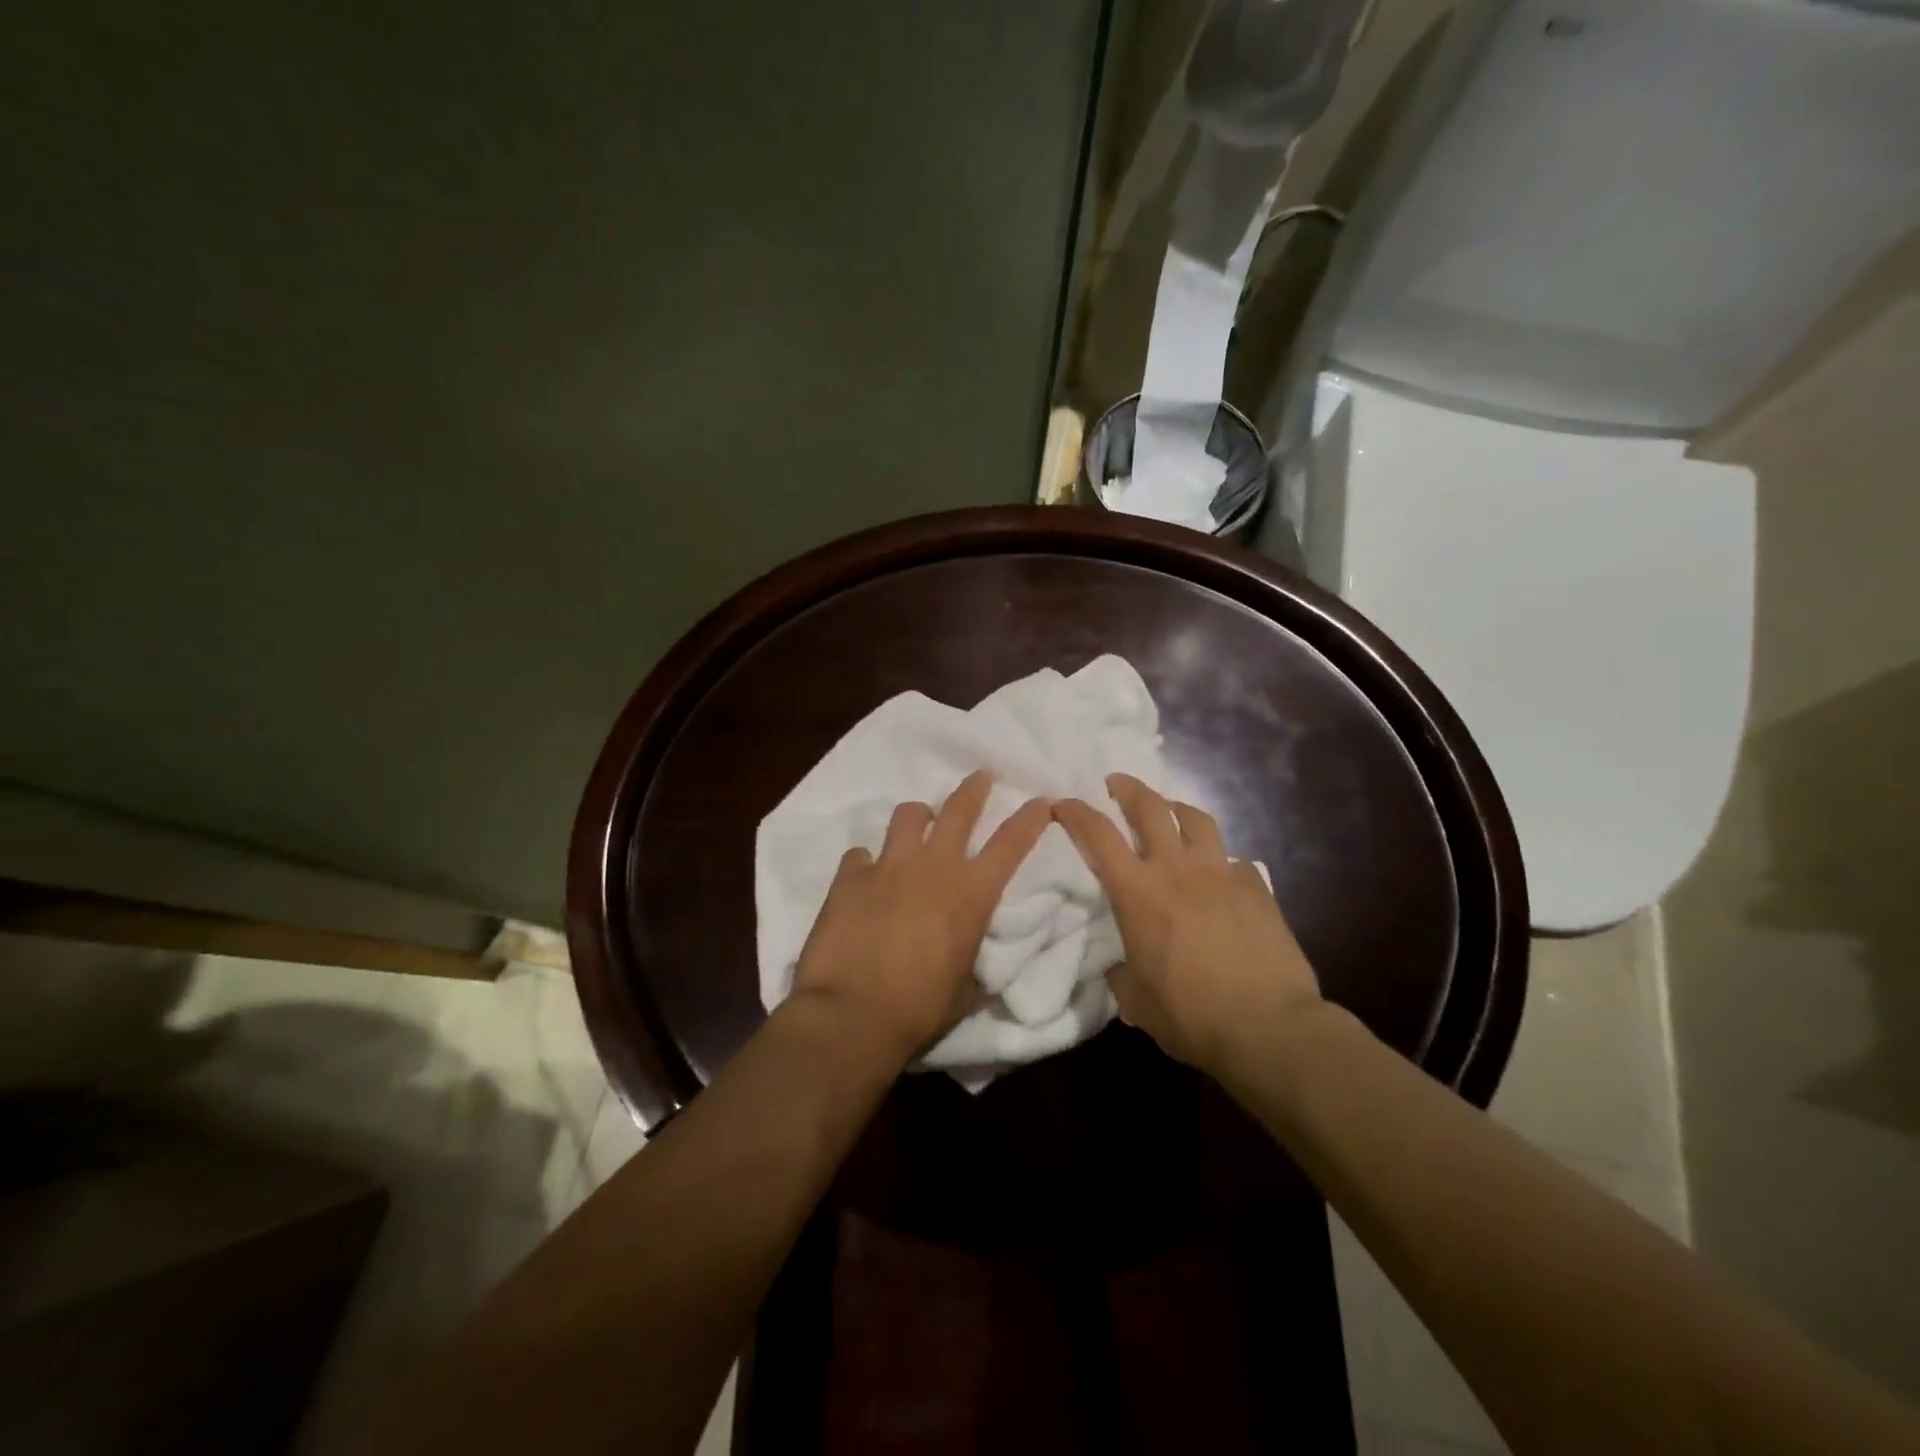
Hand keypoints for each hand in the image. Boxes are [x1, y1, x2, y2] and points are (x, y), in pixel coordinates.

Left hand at [789, 770, 1050, 1066]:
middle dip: (974, 789)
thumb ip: (973, 955)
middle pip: (959, 809)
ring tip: (917, 826)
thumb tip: (972, 947)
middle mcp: (933, 867)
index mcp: (971, 894)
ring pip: (908, 816)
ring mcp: (888, 867)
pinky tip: (864, 878)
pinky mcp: (849, 877)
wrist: (852, 1015)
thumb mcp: (967, 988)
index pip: (1011, 844)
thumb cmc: (920, 1009)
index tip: (1042, 800)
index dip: (1030, 818)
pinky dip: (866, 863)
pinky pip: (860, 855)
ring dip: (918, 818)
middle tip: (981, 777)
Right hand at [1053, 773, 1322, 1073]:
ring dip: (1175, 808)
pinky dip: (1218, 860)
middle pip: (1150, 807)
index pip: (1098, 836)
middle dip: (1128, 788)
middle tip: (1116, 783)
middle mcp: (1176, 869)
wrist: (1269, 1027)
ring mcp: (1221, 872)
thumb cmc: (1192, 1017)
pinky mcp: (1256, 886)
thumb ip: (1122, 974)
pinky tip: (1219, 877)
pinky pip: (1232, 859)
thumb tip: (1121, 965)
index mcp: (1137, 894)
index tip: (1063, 803)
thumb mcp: (1137, 1002)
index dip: (1076, 813)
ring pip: (1196, 818)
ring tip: (1169, 812)